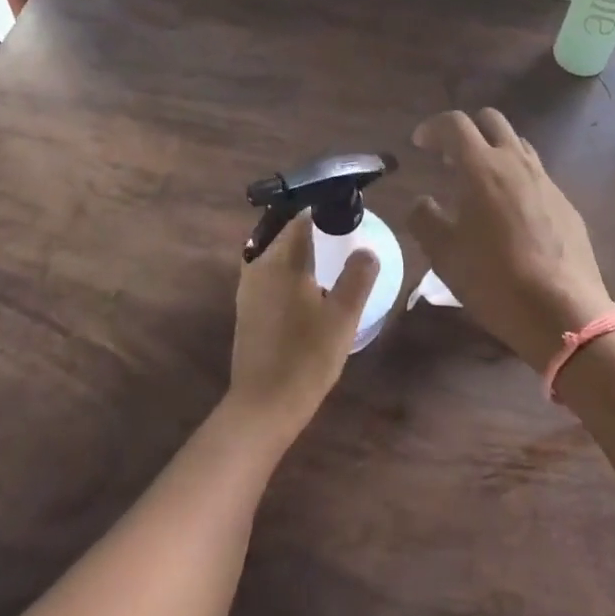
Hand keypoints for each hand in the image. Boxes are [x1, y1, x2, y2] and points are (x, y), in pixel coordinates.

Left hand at [227, 213, 378, 440]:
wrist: (263, 407)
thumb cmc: (306, 357)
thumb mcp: (343, 316)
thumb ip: (357, 277)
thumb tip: (367, 250)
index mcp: (280, 260)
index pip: (300, 217)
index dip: (323, 209)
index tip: (346, 210)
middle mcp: (258, 267)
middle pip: (285, 234)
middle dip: (312, 228)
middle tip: (343, 232)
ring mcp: (248, 290)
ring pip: (276, 255)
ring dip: (300, 251)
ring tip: (330, 256)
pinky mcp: (247, 311)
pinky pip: (271, 275)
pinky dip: (290, 271)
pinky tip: (310, 288)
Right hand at [406, 109, 614, 370]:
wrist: (563, 312)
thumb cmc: (494, 280)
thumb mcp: (444, 254)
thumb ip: (424, 219)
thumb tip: (422, 202)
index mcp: (482, 168)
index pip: (454, 124)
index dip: (433, 128)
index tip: (420, 144)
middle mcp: (516, 163)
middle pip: (491, 120)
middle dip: (467, 130)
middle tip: (451, 158)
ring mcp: (546, 181)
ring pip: (517, 145)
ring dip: (494, 152)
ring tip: (480, 184)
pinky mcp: (566, 203)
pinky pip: (536, 175)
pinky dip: (516, 179)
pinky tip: (510, 214)